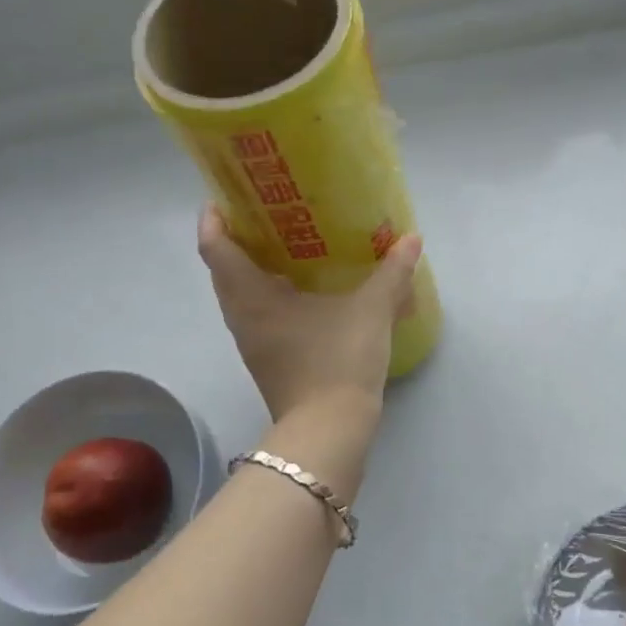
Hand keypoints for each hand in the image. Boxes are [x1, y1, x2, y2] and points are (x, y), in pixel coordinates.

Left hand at [197, 205, 422, 423]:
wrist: (330, 430)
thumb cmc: (339, 361)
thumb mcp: (372, 311)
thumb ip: (392, 273)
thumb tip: (411, 239)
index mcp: (252, 298)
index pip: (216, 248)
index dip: (214, 218)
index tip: (226, 196)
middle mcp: (242, 317)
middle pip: (223, 269)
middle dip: (237, 239)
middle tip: (267, 213)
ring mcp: (252, 342)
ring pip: (240, 294)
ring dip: (253, 268)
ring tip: (288, 245)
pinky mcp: (267, 360)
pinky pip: (257, 314)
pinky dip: (270, 294)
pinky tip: (305, 289)